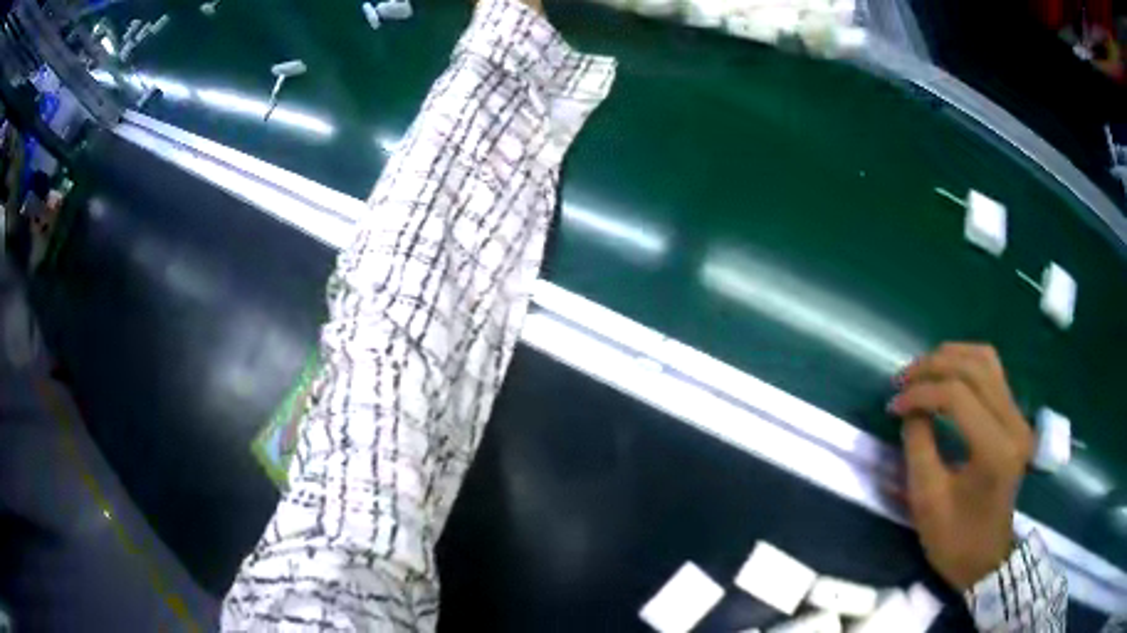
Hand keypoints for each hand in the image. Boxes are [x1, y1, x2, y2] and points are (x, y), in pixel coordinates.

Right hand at [889, 343, 1033, 589]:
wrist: (986, 558)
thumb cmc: (954, 539)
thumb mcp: (927, 501)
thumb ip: (918, 446)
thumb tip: (912, 408)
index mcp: (994, 450)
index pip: (957, 396)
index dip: (921, 392)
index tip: (893, 405)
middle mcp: (1013, 423)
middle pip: (974, 368)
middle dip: (933, 366)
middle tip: (903, 380)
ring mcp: (1019, 417)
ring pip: (986, 360)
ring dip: (951, 357)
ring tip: (922, 372)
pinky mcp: (1016, 417)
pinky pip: (993, 372)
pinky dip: (966, 364)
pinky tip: (946, 375)